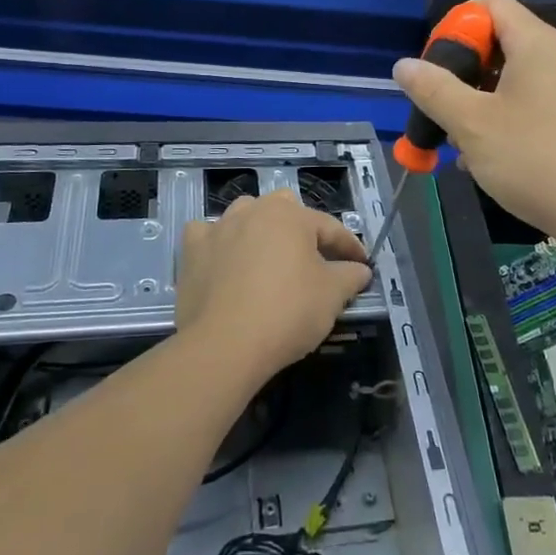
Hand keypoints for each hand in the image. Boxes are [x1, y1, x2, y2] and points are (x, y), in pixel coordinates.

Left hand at [175, 190, 371, 382]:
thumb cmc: (288, 312)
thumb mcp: (332, 295)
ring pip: (245, 216)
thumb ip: (350, 276)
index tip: (362, 264)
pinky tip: (223, 259)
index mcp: (291, 216)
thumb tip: (360, 270)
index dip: (350, 246)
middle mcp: (254, 211)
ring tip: (269, 256)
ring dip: (259, 230)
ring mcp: (219, 228)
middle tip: (315, 258)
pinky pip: (207, 236)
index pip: (329, 227)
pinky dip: (218, 244)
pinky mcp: (192, 251)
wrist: (225, 345)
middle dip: (302, 229)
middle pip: (285, 210)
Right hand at [392, 0, 555, 241]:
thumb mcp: (472, 125)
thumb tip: (404, 66)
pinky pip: (535, 100)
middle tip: (443, 105)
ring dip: (481, 100)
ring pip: (516, 76)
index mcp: (537, 44)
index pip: (492, 5)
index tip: (437, 65)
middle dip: (465, 70)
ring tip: (460, 139)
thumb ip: (434, 90)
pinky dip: (507, 116)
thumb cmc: (534, 160)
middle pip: (502, 40)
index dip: (457, 26)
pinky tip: (489, 155)